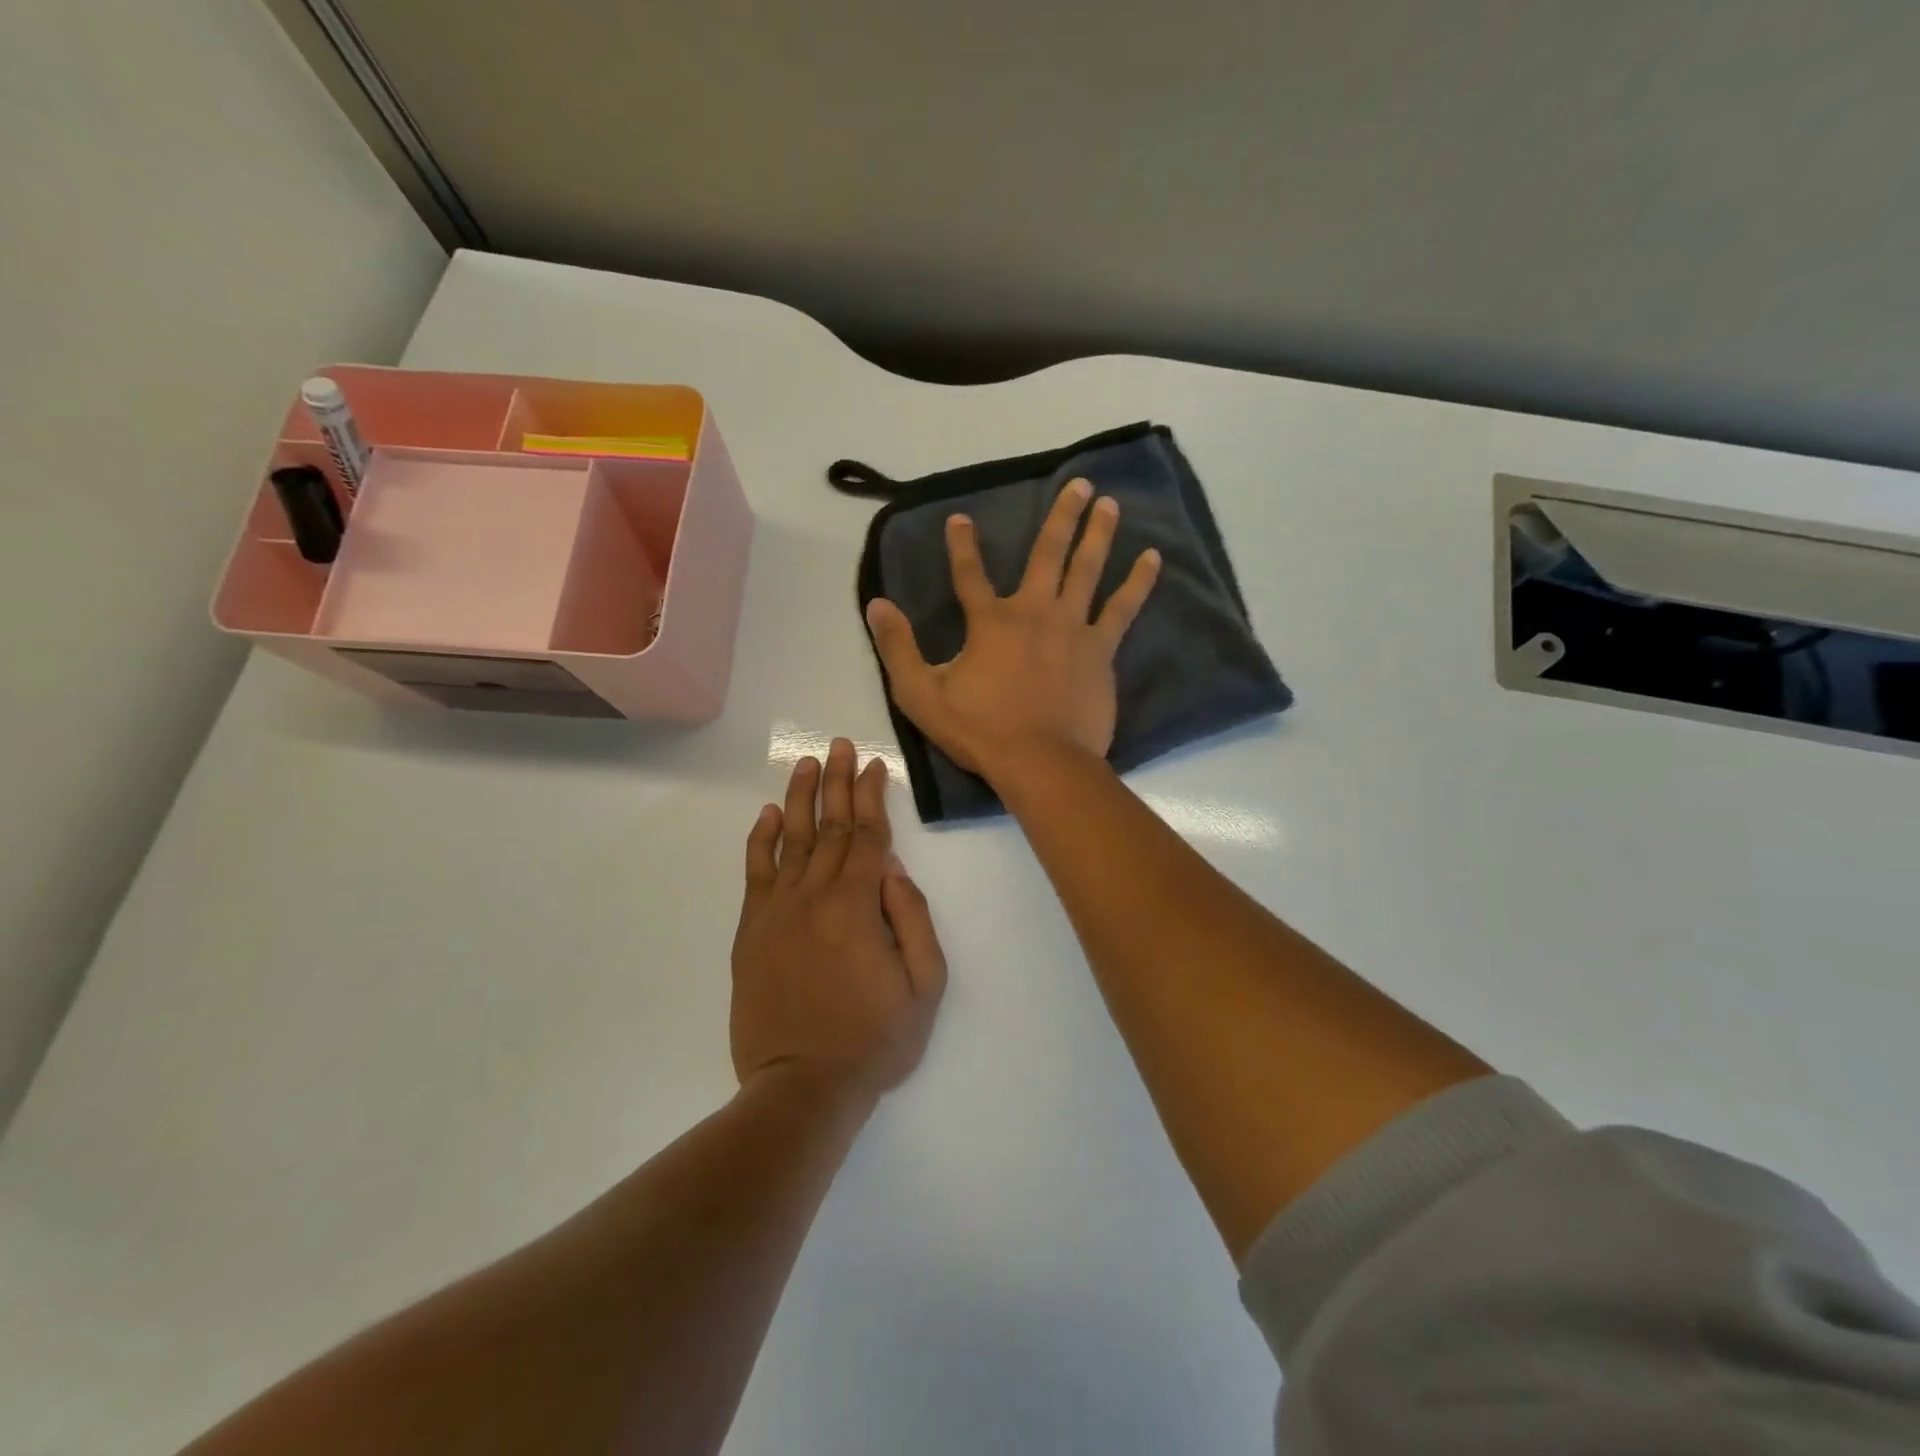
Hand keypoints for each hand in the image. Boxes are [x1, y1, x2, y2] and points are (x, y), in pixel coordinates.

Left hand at [731, 738, 947, 1101]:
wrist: (802, 1087)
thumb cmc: (875, 1040)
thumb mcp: (924, 986)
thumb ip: (913, 919)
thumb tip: (892, 868)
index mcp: (858, 906)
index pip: (867, 835)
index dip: (872, 797)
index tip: (875, 766)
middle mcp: (815, 897)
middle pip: (829, 826)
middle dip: (838, 782)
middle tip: (839, 745)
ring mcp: (777, 912)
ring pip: (789, 840)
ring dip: (799, 798)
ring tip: (806, 763)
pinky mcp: (751, 932)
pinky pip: (755, 873)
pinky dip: (759, 840)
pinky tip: (766, 814)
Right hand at [864, 478, 1160, 783]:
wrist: (1041, 762)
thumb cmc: (980, 731)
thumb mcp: (921, 694)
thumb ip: (898, 648)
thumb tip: (876, 604)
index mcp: (990, 622)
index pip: (968, 574)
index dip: (961, 545)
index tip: (960, 518)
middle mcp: (1033, 612)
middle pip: (1047, 554)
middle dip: (1061, 516)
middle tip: (1079, 484)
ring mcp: (1072, 628)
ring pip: (1087, 569)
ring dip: (1099, 533)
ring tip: (1111, 503)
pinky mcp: (1101, 650)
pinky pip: (1122, 608)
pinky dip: (1138, 582)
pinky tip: (1153, 559)